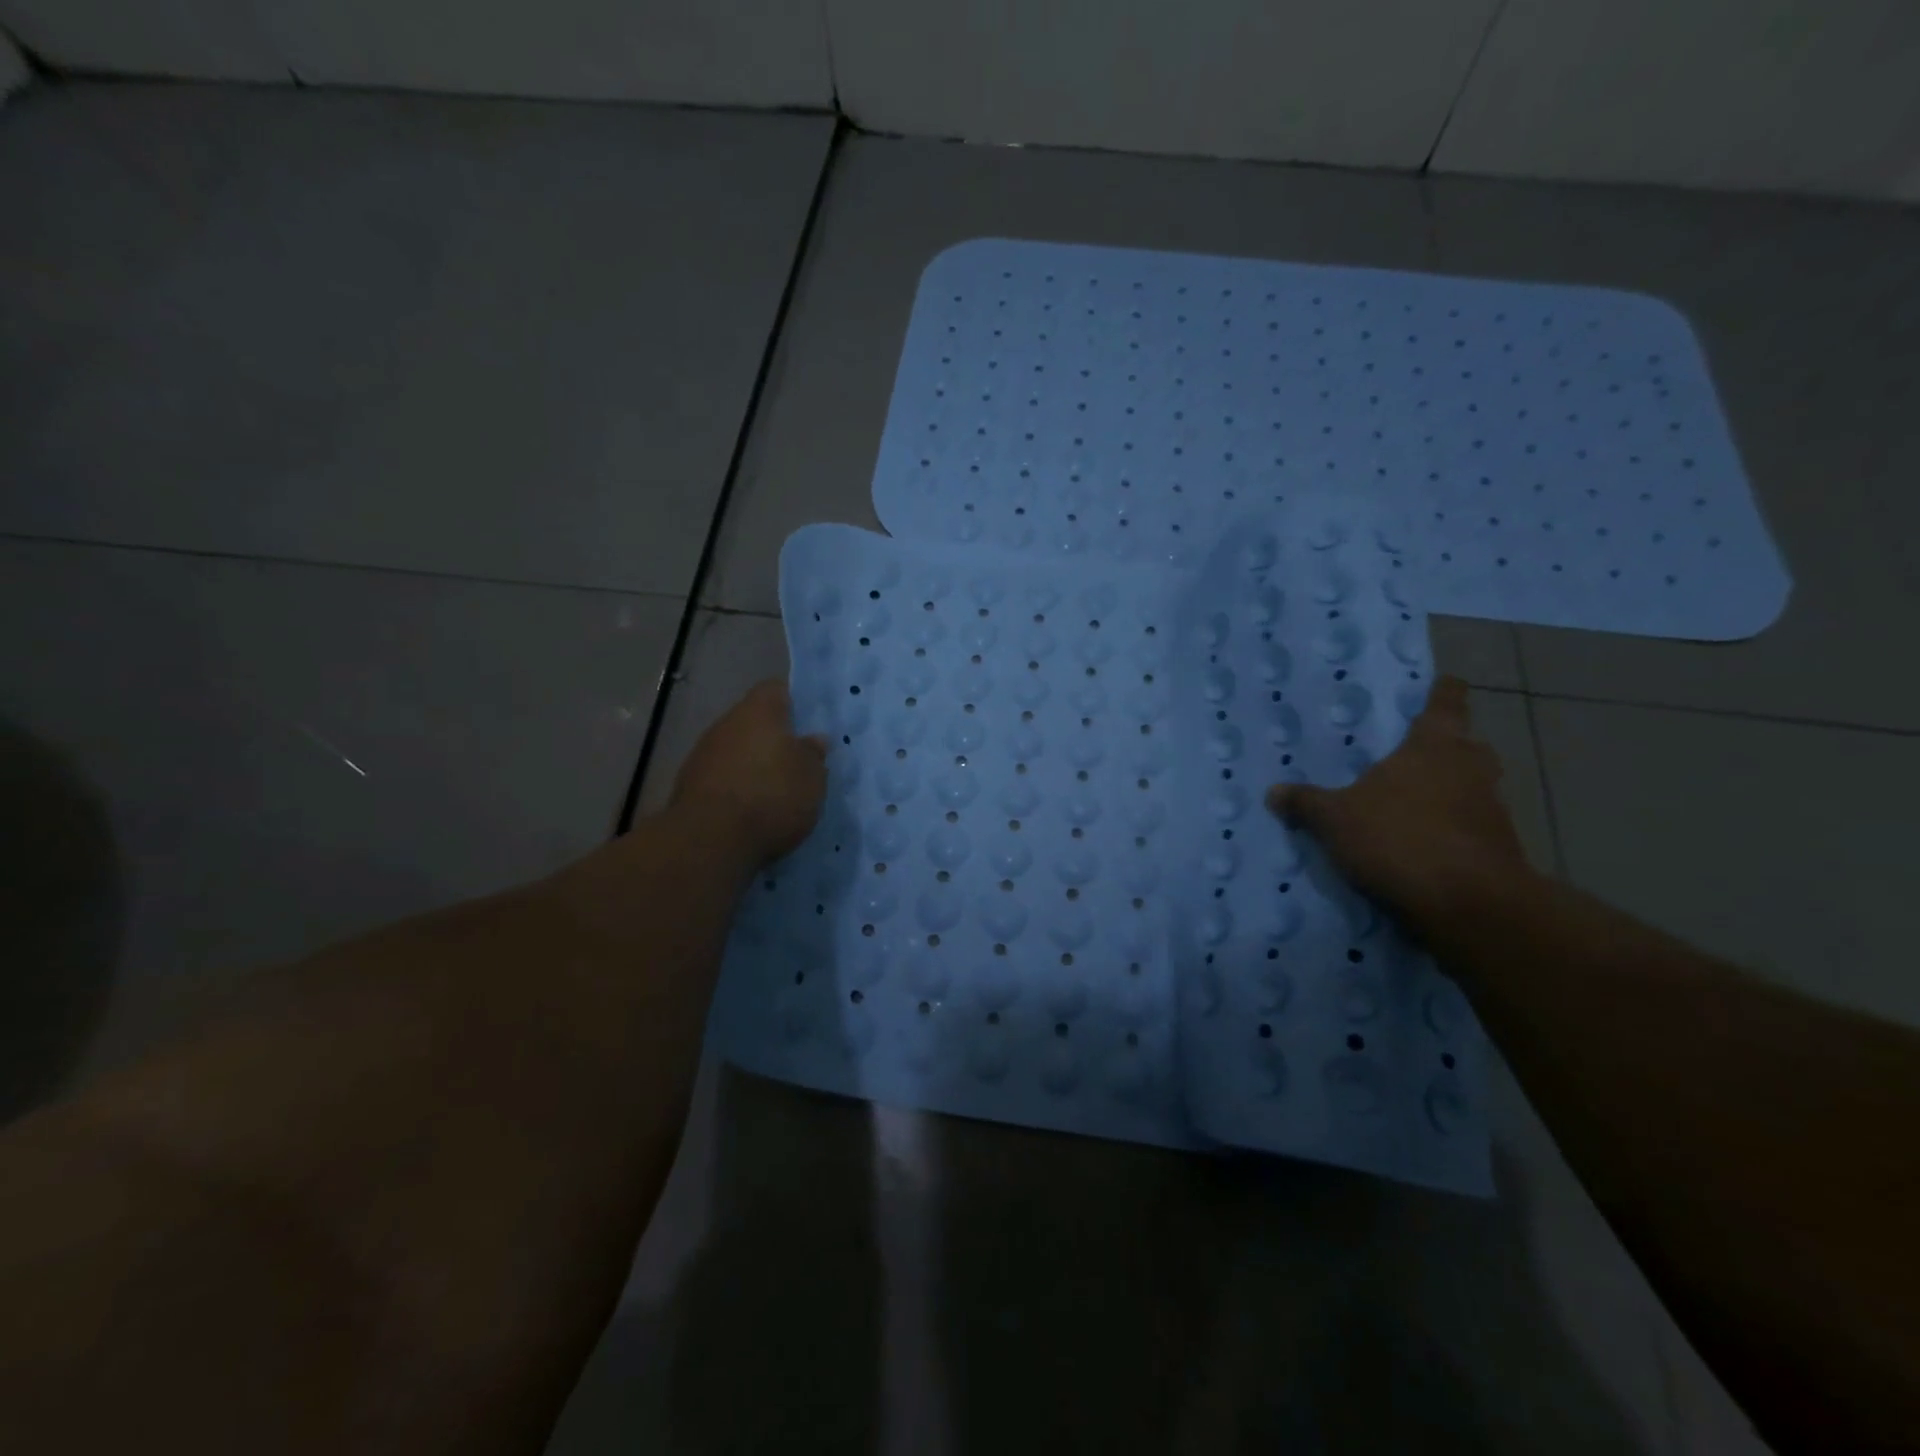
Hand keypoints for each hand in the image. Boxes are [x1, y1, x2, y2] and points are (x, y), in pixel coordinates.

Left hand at [671, 680, 828, 864]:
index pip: (776, 689)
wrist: (710, 840)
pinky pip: (721, 777)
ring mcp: (702, 754)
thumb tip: (814, 740)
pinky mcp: (688, 786)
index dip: (793, 702)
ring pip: (735, 750)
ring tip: (775, 791)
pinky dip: (736, 788)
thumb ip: (813, 755)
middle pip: (753, 721)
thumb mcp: (812, 778)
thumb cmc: (772, 797)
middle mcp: (726, 724)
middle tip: (796, 761)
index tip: (808, 722)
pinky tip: (751, 811)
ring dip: (752, 765)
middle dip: (773, 739)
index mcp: (759, 711)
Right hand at [1266, 676, 1531, 925]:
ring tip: (1413, 803)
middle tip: (1415, 754)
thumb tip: (1273, 792)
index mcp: (1434, 746)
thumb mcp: (1335, 820)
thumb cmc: (1400, 838)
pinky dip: (1454, 829)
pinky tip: (1424, 845)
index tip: (1440, 683)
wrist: (1470, 904)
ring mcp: (1492, 809)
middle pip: (1467, 745)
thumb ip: (1306, 803)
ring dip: (1451, 791)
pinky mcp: (1500, 848)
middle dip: (1448, 747)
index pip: (1448, 702)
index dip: (1443, 691)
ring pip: (1474, 786)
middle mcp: (1471, 768)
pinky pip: (1473, 826)